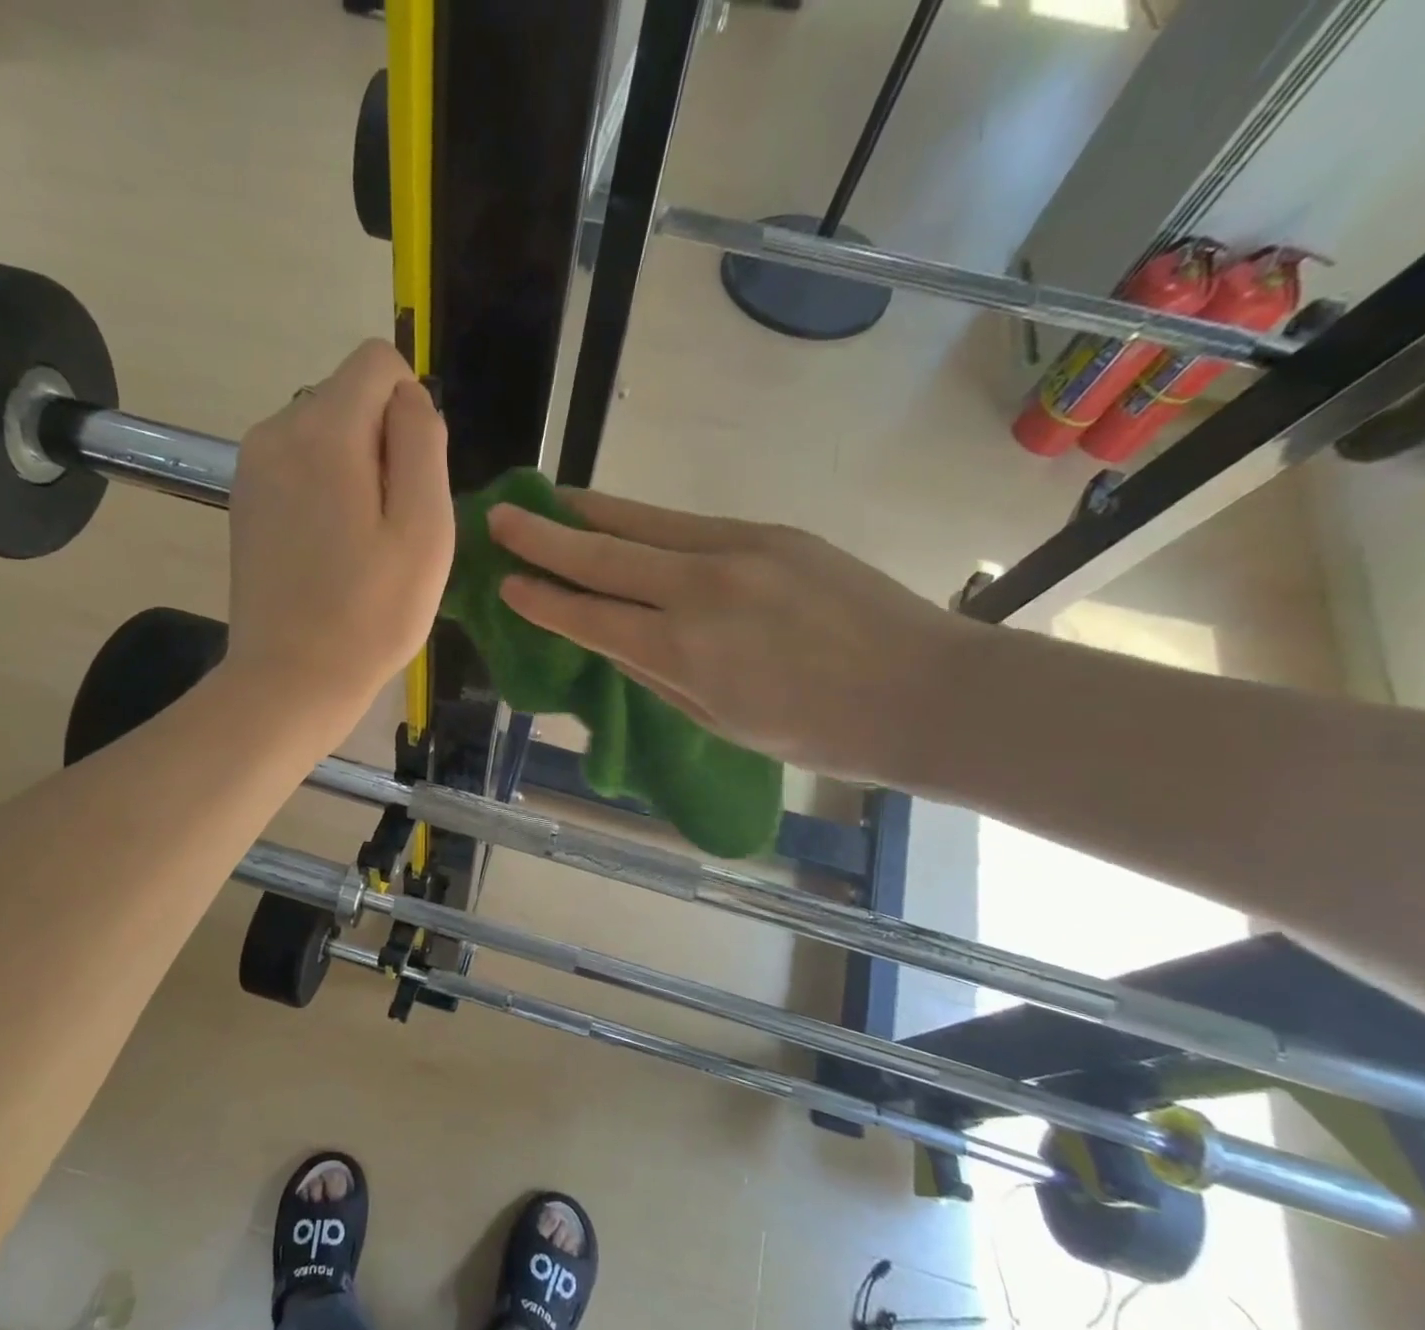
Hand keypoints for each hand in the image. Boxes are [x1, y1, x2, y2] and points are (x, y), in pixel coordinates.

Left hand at [226, 341, 453, 738]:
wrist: (291, 680)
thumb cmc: (371, 613)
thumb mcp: (425, 528)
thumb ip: (422, 443)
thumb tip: (409, 398)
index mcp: (323, 430)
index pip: (377, 362)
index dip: (411, 410)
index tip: (414, 480)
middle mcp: (276, 431)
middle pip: (349, 398)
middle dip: (383, 443)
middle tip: (391, 525)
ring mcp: (251, 467)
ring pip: (324, 433)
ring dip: (356, 470)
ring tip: (361, 543)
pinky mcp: (244, 500)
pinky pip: (299, 466)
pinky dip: (325, 491)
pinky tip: (331, 549)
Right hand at [489, 490, 978, 782]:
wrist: (925, 690)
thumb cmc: (818, 732)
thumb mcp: (721, 722)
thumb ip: (658, 676)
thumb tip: (614, 640)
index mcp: (685, 652)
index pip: (591, 616)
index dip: (542, 599)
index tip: (505, 583)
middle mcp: (701, 588)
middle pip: (604, 553)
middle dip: (543, 536)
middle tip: (499, 517)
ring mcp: (739, 549)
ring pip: (642, 522)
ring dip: (588, 512)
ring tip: (548, 501)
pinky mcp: (770, 531)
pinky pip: (687, 522)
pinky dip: (642, 521)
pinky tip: (622, 519)